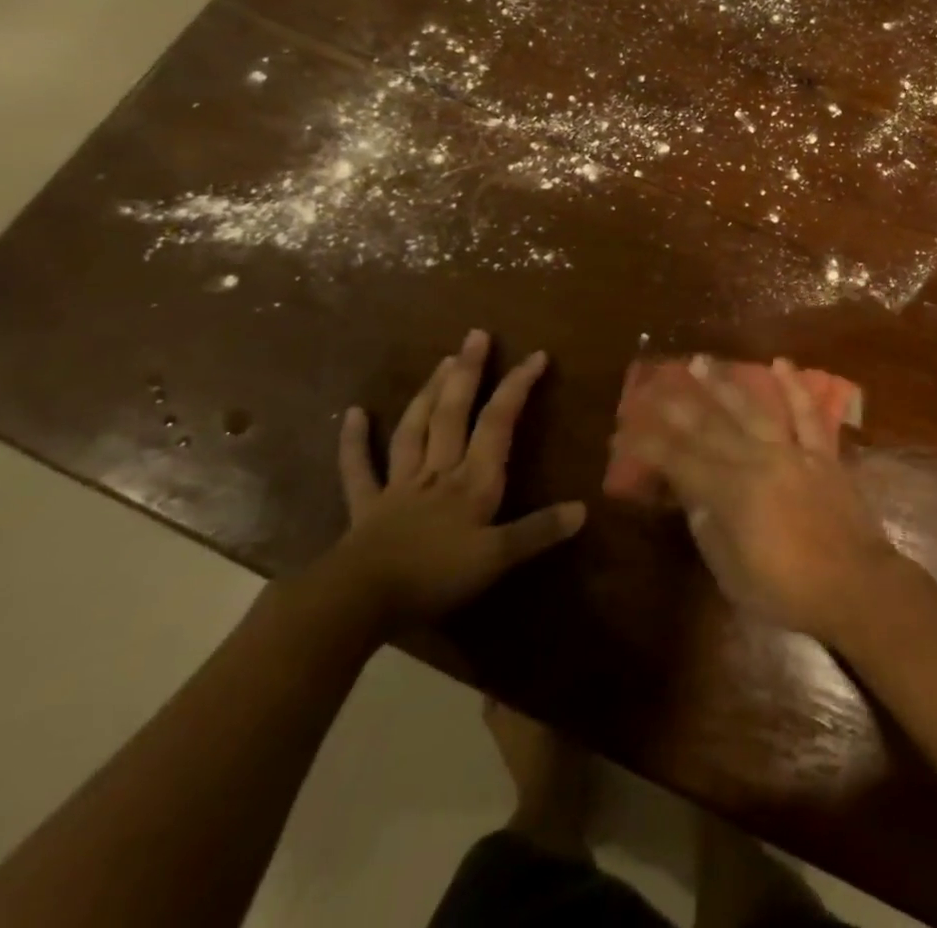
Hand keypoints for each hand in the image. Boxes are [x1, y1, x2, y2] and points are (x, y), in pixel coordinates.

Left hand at [326, 331, 585, 629]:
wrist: (357, 601)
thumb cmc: (433, 577)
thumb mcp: (496, 559)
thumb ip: (538, 532)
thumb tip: (583, 509)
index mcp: (473, 481)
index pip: (498, 423)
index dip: (517, 387)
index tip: (536, 355)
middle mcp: (438, 471)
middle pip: (453, 414)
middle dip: (468, 373)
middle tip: (476, 335)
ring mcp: (399, 485)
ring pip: (415, 429)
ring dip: (429, 393)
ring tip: (442, 360)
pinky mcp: (366, 506)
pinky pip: (359, 469)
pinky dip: (354, 441)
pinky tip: (353, 414)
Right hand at [617, 358, 901, 640]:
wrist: (855, 585)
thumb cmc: (787, 590)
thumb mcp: (732, 571)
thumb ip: (708, 527)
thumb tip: (689, 493)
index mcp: (731, 493)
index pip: (678, 460)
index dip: (649, 444)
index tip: (625, 430)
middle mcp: (758, 461)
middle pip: (710, 426)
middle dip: (677, 403)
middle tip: (654, 380)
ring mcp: (792, 451)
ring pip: (753, 409)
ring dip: (725, 383)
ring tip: (702, 361)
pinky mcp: (822, 452)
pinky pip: (807, 414)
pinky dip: (795, 387)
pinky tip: (781, 362)